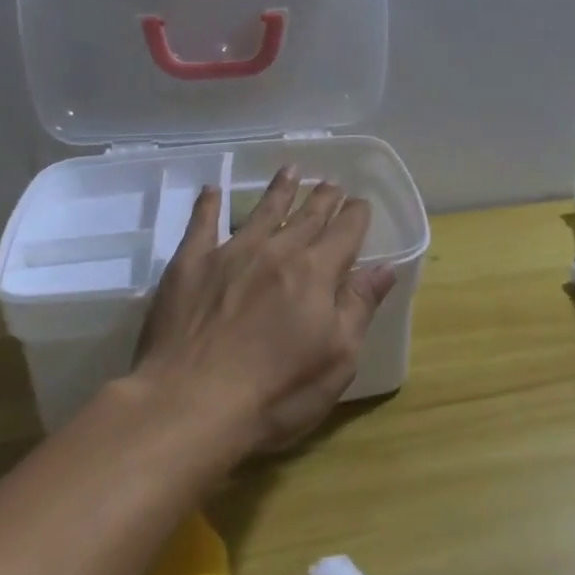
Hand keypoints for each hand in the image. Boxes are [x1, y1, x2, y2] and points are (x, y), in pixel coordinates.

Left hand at [133, 167, 396, 455]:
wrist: (189, 403)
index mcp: (316, 272)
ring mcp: (230, 253)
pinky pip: (202, 224)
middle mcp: (276, 251)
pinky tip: (212, 190)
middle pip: (307, 217)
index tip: (361, 203)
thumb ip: (359, 306)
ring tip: (290, 170)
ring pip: (262, 211)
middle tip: (331, 183)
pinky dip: (208, 204)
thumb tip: (385, 267)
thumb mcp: (337, 358)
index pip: (345, 232)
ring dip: (279, 190)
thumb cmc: (276, 392)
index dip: (356, 216)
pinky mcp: (190, 265)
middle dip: (323, 199)